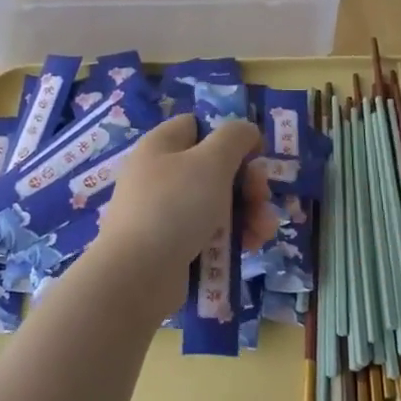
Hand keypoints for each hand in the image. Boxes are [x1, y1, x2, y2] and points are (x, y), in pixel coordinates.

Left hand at [92, 115, 262, 311]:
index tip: (255, 155)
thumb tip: (246, 131)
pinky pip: (210, 232)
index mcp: (162, 146)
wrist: (137, 275)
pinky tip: (251, 247)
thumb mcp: (211, 162)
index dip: (229, 136)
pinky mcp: (172, 244)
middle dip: (249, 184)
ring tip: (264, 231)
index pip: (198, 126)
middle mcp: (161, 175)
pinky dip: (232, 237)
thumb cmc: (175, 207)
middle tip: (263, 198)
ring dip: (249, 213)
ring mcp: (165, 212)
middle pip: (216, 168)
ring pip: (218, 203)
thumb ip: (234, 137)